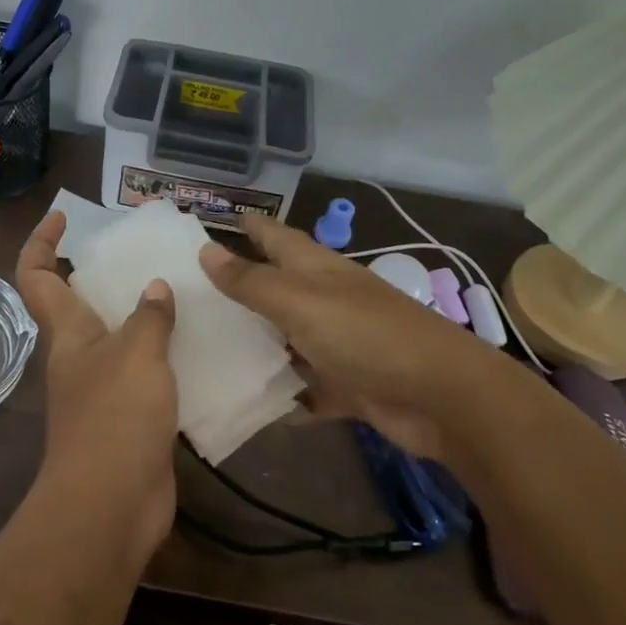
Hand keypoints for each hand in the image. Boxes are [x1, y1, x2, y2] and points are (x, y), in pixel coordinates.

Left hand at [15, 211, 179, 560]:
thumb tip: (155, 289)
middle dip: (103, 276)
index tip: (64, 217)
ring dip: (143, 318)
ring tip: (185, 295)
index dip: (42, 242)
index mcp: (69, 333)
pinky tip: (201, 350)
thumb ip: (149, 318)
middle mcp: (79, 357)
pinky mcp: (129, 419)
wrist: (112, 504)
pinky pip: (147, 375)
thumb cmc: (115, 417)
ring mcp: (102, 390)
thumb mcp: (138, 355)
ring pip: (118, 340)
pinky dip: (167, 358)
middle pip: (78, 304)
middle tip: (146, 256)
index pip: (38, 276)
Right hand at [199, 216, 486, 461]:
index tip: (210, 222)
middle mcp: (324, 300)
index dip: (248, 226)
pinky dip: (283, 393)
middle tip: (186, 296)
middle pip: (275, 288)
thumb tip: (205, 249)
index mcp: (315, 268)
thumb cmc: (365, 335)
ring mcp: (336, 343)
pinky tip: (247, 402)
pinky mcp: (345, 384)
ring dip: (254, 345)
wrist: (439, 396)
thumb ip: (252, 281)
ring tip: (203, 351)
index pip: (274, 236)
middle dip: (238, 290)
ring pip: (285, 339)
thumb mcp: (300, 302)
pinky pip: (303, 386)